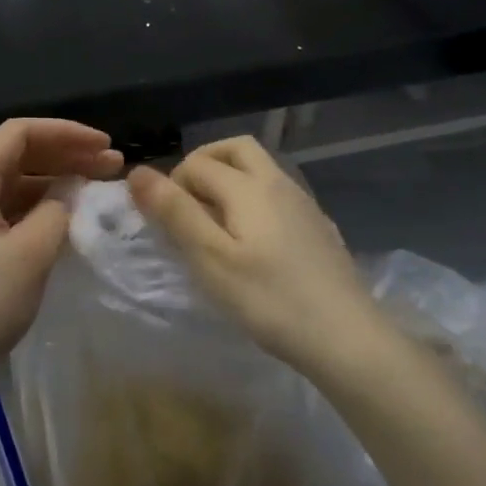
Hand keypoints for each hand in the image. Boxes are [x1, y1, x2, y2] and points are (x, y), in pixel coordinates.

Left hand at [0, 118, 122, 405]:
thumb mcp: (30, 253)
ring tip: (98, 190)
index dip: (67, 133)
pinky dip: (39, 209)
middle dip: (66, 156)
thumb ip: (57, 211)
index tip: (105, 145)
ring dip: (55, 183)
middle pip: (17, 156)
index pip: (20, 134)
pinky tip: (68, 219)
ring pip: (14, 185)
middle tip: (113, 166)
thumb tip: (68, 195)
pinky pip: (7, 212)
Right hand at [128, 136, 384, 375]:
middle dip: (204, 164)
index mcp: (249, 186)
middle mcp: (278, 183)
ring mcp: (304, 204)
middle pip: (236, 149)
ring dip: (230, 180)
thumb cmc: (269, 300)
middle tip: (187, 203)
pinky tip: (253, 242)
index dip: (172, 184)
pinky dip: (254, 200)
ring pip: (261, 170)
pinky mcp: (318, 227)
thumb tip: (138, 171)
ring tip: (214, 224)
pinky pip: (278, 195)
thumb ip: (174, 212)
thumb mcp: (210, 259)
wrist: (347, 337)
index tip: (166, 223)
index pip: (197, 163)